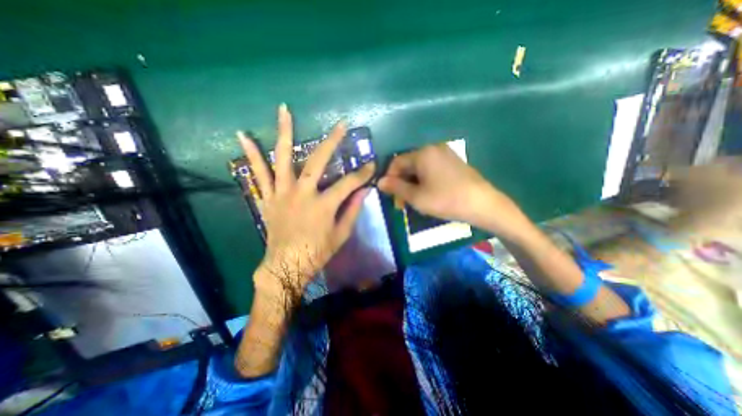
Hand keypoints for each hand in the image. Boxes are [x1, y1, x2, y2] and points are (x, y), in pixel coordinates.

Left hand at [239, 103, 373, 294]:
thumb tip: (364, 191)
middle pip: (318, 161)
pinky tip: (243, 135)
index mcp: (323, 205)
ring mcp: (282, 193)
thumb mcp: (341, 234)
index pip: (349, 183)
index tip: (372, 165)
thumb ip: (353, 210)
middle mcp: (302, 193)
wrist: (286, 265)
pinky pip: (259, 173)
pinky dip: (251, 155)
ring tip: (284, 109)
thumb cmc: (317, 252)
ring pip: (283, 158)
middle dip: (332, 142)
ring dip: (285, 132)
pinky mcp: (268, 197)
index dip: (362, 174)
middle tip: (341, 125)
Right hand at [379, 142, 530, 239]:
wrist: (483, 204)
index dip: (389, 178)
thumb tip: (379, 181)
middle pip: (408, 164)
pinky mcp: (453, 162)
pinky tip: (427, 194)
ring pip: (419, 168)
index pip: (396, 162)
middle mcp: (433, 148)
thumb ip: (396, 187)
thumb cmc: (446, 200)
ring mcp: (445, 154)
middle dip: (401, 183)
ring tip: (414, 201)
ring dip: (412, 183)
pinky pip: (431, 169)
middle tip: (402, 203)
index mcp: (422, 153)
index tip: (390, 196)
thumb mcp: (417, 197)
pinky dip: (424, 181)